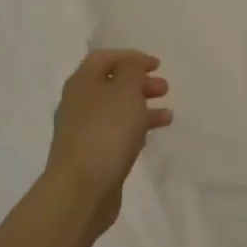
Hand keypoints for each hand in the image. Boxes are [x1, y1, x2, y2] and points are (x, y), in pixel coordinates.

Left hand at [43, 49, 172, 232]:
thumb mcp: (125, 91)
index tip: (157, 65)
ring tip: (167, 115)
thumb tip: (130, 68)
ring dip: (141, 107)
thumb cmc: (106, 132)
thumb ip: (132, 71)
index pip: (105, 58)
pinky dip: (134, 129)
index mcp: (82, 82)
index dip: (131, 57)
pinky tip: (150, 137)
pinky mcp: (90, 155)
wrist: (81, 190)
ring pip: (116, 110)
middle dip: (139, 83)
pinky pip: (115, 134)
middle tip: (164, 88)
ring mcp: (82, 131)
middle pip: (110, 84)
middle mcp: (78, 103)